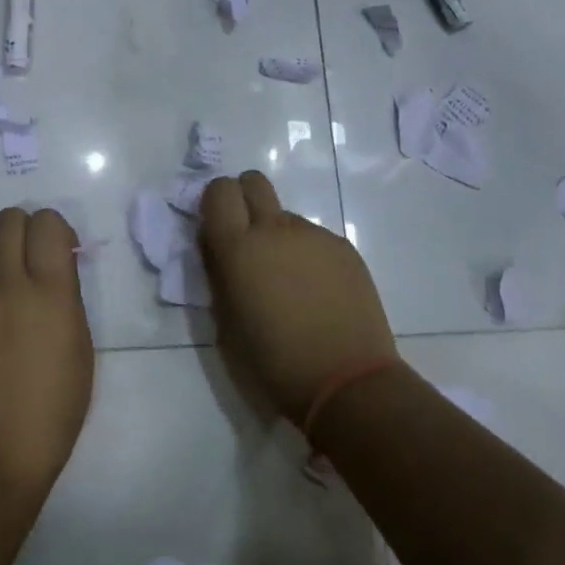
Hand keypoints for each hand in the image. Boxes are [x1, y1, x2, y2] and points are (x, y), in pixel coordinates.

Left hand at [0, 208, 94, 502]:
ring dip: (5, 266)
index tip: (63, 254)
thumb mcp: (79, 351)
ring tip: (15, 310)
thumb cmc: (51, 413)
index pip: (45, 222)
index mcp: (47, 292)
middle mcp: (6, 286)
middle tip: (37, 263)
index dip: (56, 229)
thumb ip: (67, 299)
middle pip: (7, 220)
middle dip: (25, 229)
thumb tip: (57, 272)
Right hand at [199, 171, 397, 424]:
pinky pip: (314, 238)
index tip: (218, 227)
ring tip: (292, 285)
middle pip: (254, 182)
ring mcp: (314, 235)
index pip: (219, 190)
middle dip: (245, 199)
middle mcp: (275, 229)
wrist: (347, 382)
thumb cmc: (274, 364)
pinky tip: (319, 294)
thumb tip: (218, 249)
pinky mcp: (344, 247)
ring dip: (280, 238)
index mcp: (239, 248)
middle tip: (249, 239)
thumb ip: (219, 275)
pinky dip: (308, 256)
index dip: (216, 202)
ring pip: (286, 217)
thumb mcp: (226, 325)